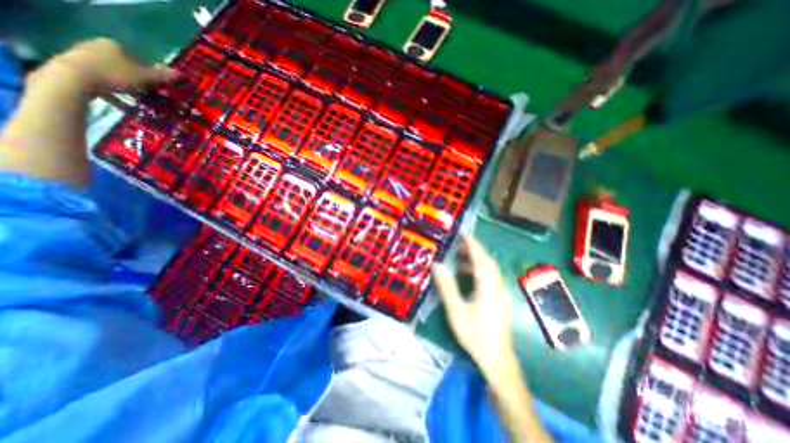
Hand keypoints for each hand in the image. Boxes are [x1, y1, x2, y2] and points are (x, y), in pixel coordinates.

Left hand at [33, 36, 174, 96]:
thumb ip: (162, 76)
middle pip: (125, 68)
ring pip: (114, 76)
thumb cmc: (114, 75)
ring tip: (138, 103)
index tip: (157, 87)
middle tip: (149, 96)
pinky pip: (102, 84)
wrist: (73, 79)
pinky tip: (123, 106)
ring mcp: (83, 58)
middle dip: (138, 83)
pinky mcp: (74, 70)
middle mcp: (96, 47)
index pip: (137, 59)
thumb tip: (181, 74)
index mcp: (113, 45)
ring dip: (127, 90)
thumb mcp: (145, 77)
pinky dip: (114, 95)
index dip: (149, 74)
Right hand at [429, 235, 515, 373]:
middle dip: (474, 250)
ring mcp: (501, 292)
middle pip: (487, 261)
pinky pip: (490, 277)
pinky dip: (479, 270)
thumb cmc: (475, 334)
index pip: (481, 258)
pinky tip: (468, 276)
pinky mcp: (500, 298)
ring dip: (476, 260)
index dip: (472, 244)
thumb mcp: (456, 310)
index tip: (463, 234)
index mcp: (488, 286)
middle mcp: (497, 285)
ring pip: (490, 269)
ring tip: (459, 257)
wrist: (497, 358)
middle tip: (458, 243)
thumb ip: (447, 286)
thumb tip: (437, 265)